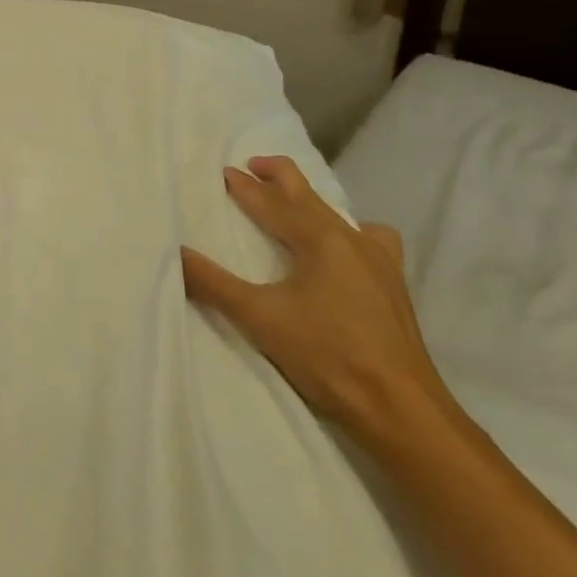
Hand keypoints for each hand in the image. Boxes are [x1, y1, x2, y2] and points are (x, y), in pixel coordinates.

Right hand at [180, 156, 447, 444]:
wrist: (401, 409)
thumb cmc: (328, 356)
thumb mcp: (260, 318)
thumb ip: (212, 283)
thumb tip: (174, 252)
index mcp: (319, 238)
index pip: (272, 202)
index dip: (245, 186)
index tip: (224, 172)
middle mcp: (351, 238)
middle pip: (307, 195)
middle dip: (278, 178)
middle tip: (252, 167)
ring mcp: (379, 260)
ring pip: (337, 214)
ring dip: (308, 201)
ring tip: (290, 204)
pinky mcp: (393, 284)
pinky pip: (368, 239)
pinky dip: (348, 231)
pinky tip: (344, 249)